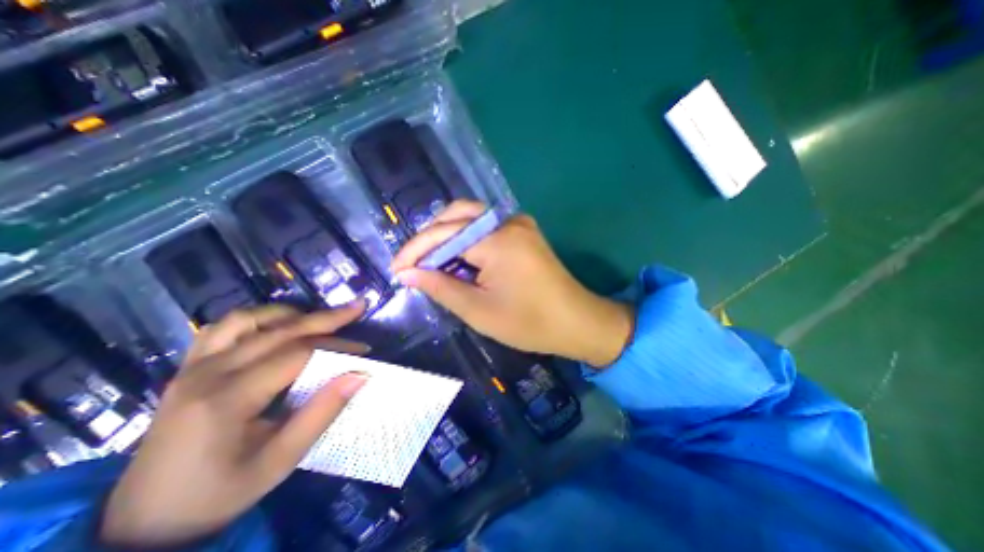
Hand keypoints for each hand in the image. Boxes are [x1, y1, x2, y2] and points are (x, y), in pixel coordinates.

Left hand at [99, 304, 369, 548]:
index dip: (336, 346)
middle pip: (279, 330)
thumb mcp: (280, 461)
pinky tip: (278, 325)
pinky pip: (225, 327)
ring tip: (319, 319)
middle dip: (325, 318)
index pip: (297, 354)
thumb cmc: (218, 493)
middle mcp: (208, 372)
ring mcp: (194, 366)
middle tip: (357, 308)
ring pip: (250, 319)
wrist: (142, 522)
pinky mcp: (189, 367)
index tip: (364, 351)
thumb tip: (360, 375)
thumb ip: (321, 413)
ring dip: (291, 314)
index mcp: (227, 399)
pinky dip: (258, 319)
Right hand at [390, 199, 629, 366]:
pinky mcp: (525, 231)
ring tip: (431, 262)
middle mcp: (508, 221)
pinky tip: (458, 257)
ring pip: (471, 217)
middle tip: (413, 264)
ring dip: (447, 236)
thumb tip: (407, 274)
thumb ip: (440, 287)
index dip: (415, 251)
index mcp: (498, 240)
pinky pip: (487, 226)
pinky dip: (467, 239)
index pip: (443, 234)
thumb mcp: (478, 310)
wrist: (577, 322)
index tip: (396, 270)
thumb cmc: (529, 323)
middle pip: (456, 215)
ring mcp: (519, 223)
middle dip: (429, 239)